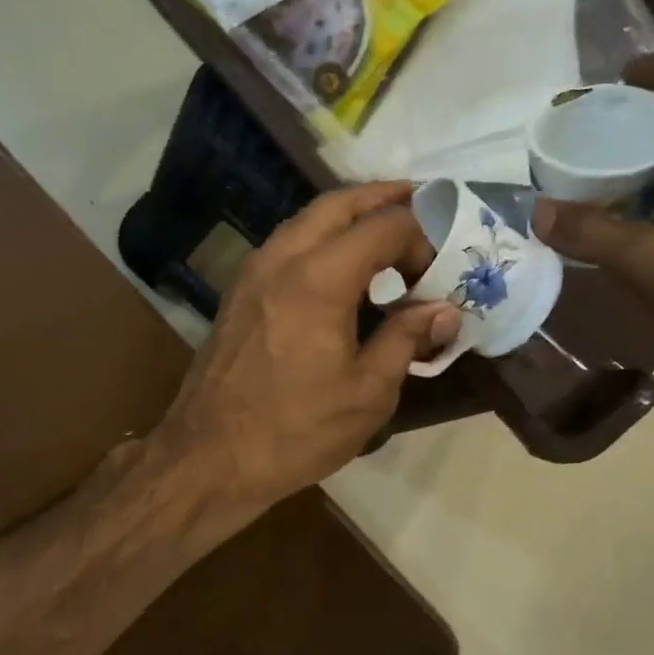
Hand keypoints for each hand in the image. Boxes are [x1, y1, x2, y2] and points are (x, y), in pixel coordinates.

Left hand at [155, 181, 459, 506]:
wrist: (209, 457)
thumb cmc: (294, 431)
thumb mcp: (367, 393)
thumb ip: (407, 340)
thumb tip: (444, 311)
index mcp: (318, 279)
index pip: (383, 226)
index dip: (420, 235)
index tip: (439, 267)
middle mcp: (281, 259)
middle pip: (337, 203)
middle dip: (383, 198)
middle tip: (420, 205)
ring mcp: (252, 273)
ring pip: (305, 220)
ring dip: (347, 216)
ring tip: (384, 232)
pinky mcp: (237, 293)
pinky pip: (285, 245)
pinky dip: (319, 239)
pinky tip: (340, 266)